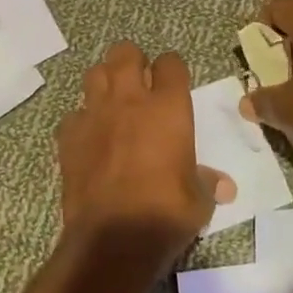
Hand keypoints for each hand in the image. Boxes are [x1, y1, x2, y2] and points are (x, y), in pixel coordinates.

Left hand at [55, 43, 234, 269]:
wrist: (113, 239)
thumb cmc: (165, 214)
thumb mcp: (199, 201)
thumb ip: (207, 183)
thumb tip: (223, 186)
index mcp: (167, 108)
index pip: (170, 63)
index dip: (172, 69)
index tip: (174, 83)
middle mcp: (129, 101)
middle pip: (125, 52)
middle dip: (133, 61)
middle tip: (140, 82)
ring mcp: (94, 115)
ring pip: (95, 74)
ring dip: (105, 81)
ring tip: (114, 101)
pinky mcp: (69, 136)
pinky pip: (74, 114)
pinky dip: (82, 120)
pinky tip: (91, 137)